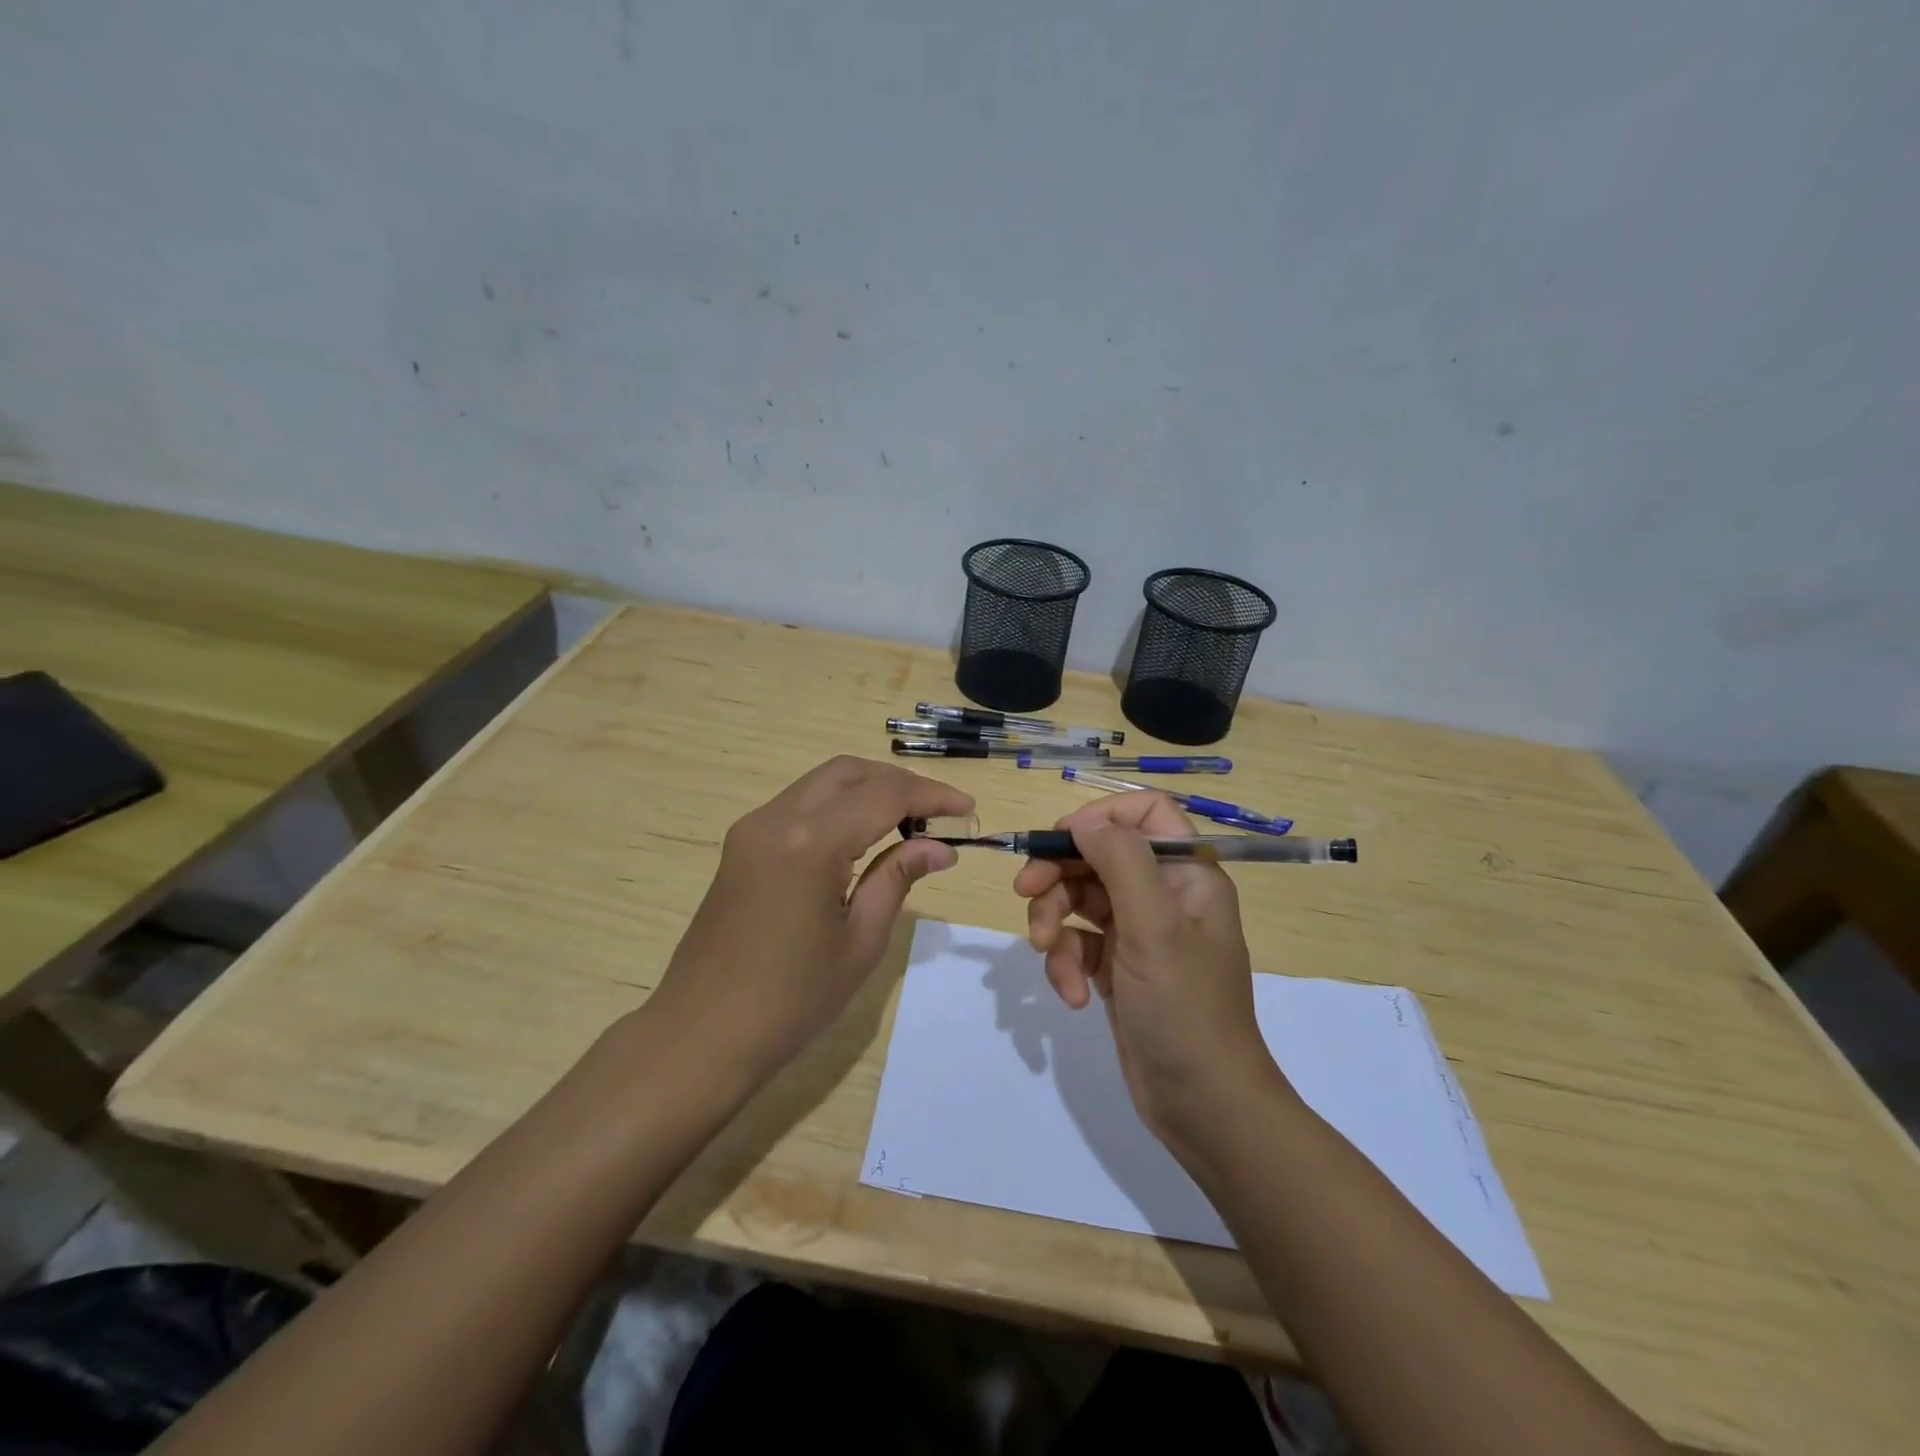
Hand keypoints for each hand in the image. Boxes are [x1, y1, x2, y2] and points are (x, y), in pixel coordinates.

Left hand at [649, 756, 973, 1078]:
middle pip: (849, 772)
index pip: (884, 795)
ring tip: (908, 825)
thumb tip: (941, 848)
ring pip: (822, 783)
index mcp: (809, 842)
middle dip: (899, 783)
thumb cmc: (790, 1000)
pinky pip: (799, 805)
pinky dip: (838, 807)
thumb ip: (898, 878)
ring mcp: (752, 829)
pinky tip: (862, 838)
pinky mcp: (741, 845)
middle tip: (938, 815)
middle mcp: (776, 818)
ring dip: (868, 791)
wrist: (701, 1036)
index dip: (932, 796)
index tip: (968, 809)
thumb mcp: (860, 941)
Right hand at [1012, 792, 1282, 1154]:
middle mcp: (1165, 894)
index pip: (1145, 812)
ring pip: (1081, 899)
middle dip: (1059, 874)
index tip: (1061, 840)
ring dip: (1054, 921)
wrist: (1203, 1105)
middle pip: (1100, 855)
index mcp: (1188, 873)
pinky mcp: (1119, 968)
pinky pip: (1079, 944)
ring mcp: (1140, 932)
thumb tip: (1083, 821)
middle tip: (1024, 892)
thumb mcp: (1153, 927)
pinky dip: (1067, 964)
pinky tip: (1074, 995)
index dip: (1101, 817)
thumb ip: (1120, 861)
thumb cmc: (1184, 1008)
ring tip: (1045, 952)